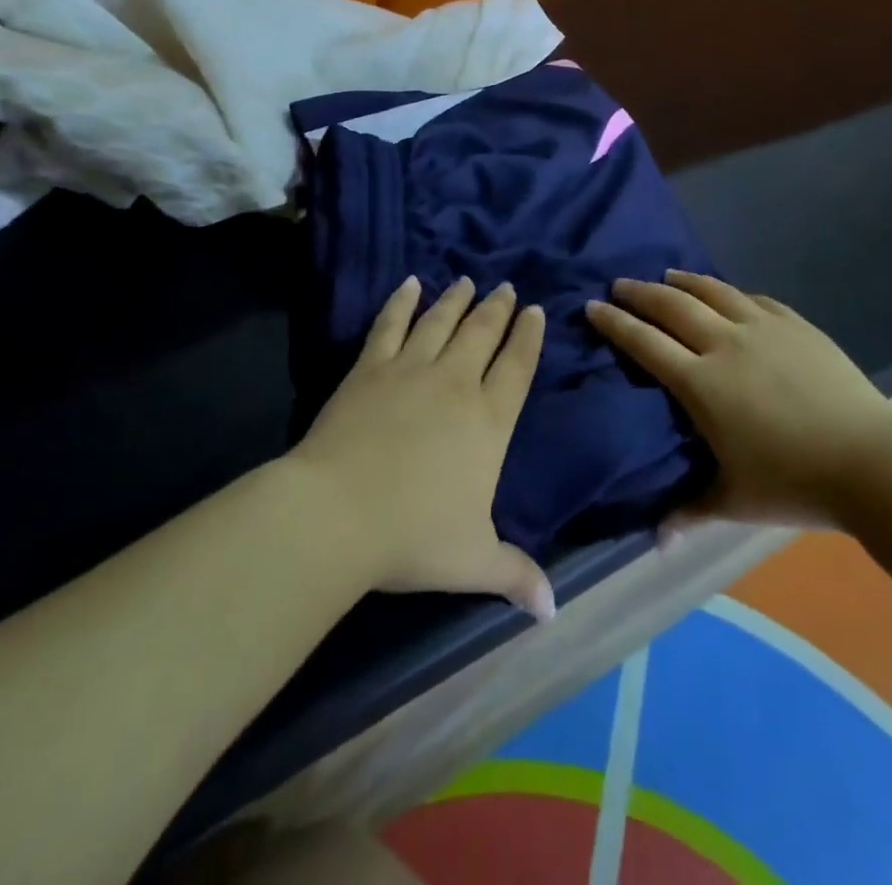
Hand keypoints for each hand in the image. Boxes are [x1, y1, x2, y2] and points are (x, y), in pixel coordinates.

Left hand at [291, 276, 556, 620]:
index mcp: (489, 420)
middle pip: (483, 333)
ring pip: (441, 321)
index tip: (534, 311)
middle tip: (506, 286)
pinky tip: (409, 283)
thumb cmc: (414, 536)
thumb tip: (552, 610)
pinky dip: (401, 301)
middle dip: (498, 308)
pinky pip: (391, 324)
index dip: (528, 336)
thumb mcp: (474, 560)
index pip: (517, 366)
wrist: (340, 512)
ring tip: (467, 280)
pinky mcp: (371, 367)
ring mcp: (412, 369)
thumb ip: (515, 574)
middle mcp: (457, 383)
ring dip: (457, 299)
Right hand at [586, 271, 891, 533]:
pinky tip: (727, 292)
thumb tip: (656, 541)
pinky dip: (731, 292)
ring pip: (713, 292)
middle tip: (619, 284)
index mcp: (701, 383)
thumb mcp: (734, 501)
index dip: (616, 323)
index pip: (646, 343)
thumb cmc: (793, 482)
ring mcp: (763, 329)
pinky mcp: (796, 325)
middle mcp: (725, 344)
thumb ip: (689, 512)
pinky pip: (754, 299)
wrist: (870, 459)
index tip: (593, 306)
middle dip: (640, 293)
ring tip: (666, 275)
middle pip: (673, 307)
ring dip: (684, 281)